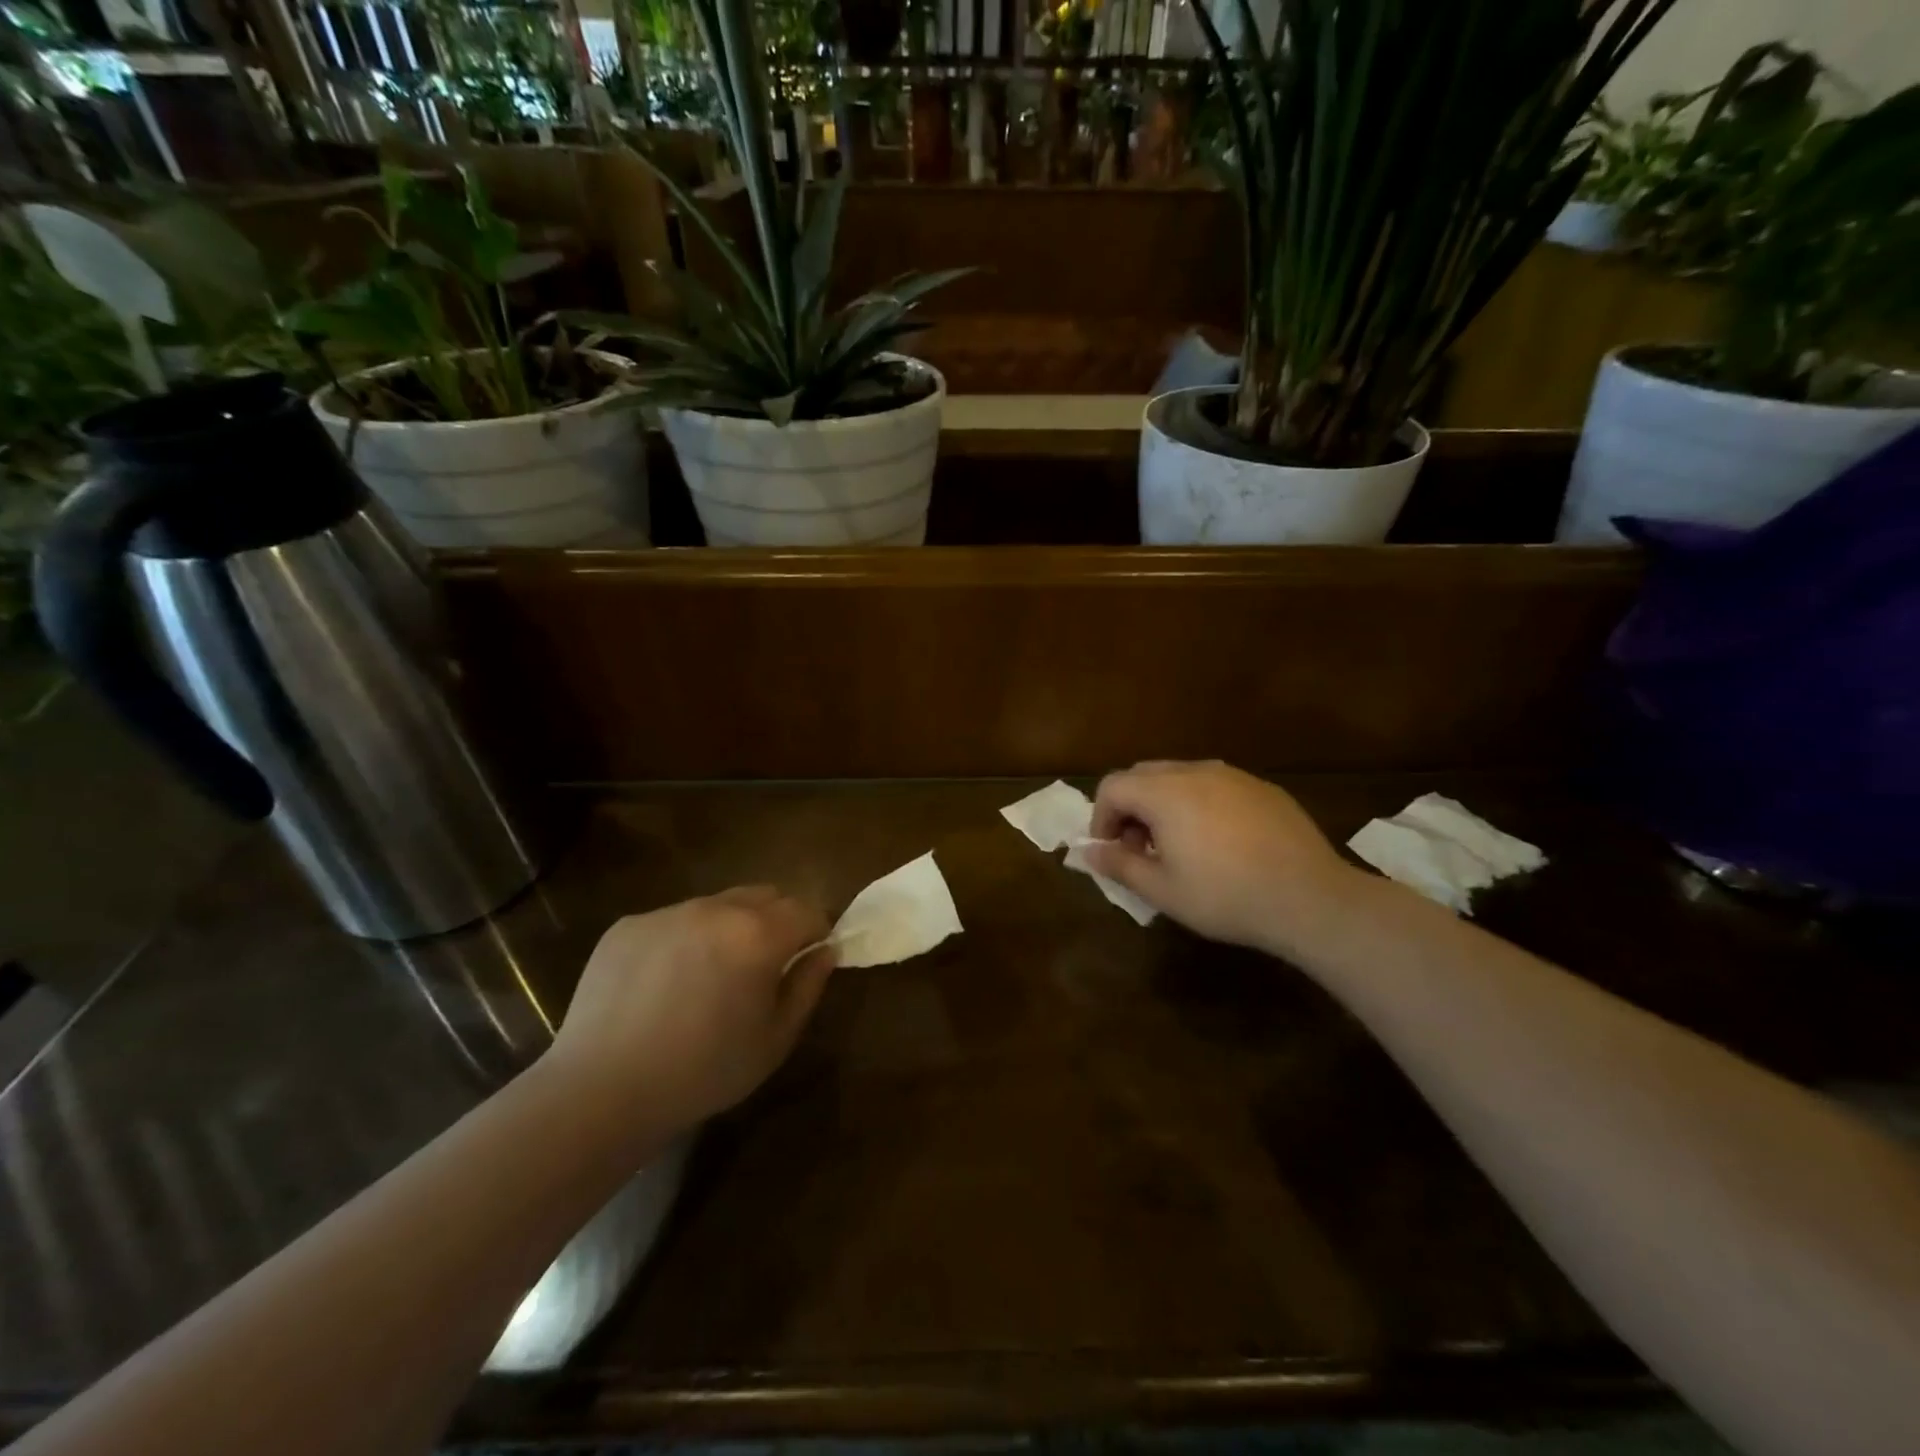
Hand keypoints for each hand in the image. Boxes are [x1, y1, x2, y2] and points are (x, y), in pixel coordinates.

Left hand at [546, 887, 834, 1133]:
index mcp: (759, 934)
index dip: (815, 932)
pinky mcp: (629, 925)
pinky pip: (673, 920)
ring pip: (718, 905)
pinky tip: (663, 985)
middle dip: (776, 921)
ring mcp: (668, 912)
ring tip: (708, 977)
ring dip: (728, 928)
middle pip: (765, 895)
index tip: (807, 959)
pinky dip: (683, 940)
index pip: (807, 910)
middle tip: (763, 966)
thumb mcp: (775, 1039)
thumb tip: (824, 951)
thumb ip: (808, 987)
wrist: (601, 1091)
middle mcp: (716, 908)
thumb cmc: (703, 1071)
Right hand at [1080, 760, 1363, 958]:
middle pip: (1143, 775)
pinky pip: (1215, 786)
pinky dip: (1200, 805)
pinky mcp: (1263, 788)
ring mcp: (1233, 776)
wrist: (1310, 899)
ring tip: (1179, 847)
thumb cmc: (1225, 896)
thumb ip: (1118, 864)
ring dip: (1164, 805)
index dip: (1101, 817)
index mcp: (1164, 792)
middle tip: (1141, 849)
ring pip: (1180, 777)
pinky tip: (1221, 843)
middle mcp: (1195, 772)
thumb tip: (1087, 851)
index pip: (1112, 786)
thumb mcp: (1162, 890)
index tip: (1112, 851)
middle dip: (1131, 808)